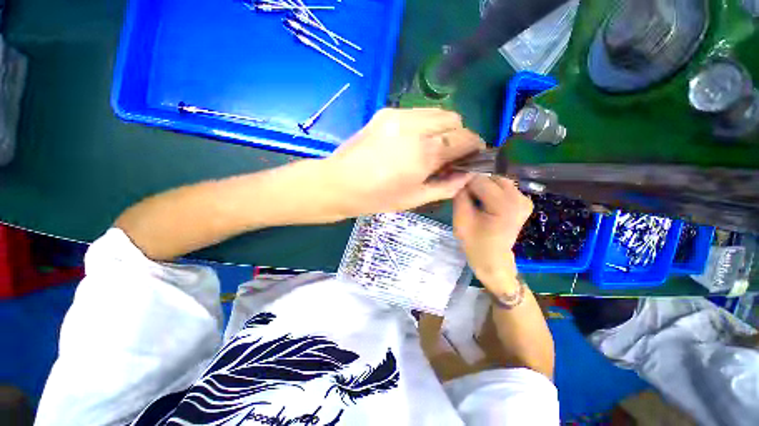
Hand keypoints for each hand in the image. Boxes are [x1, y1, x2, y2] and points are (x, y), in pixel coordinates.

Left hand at [326, 108, 484, 216]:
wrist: (339, 183)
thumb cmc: (377, 197)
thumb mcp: (415, 199)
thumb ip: (446, 186)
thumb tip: (467, 175)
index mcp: (424, 153)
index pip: (464, 138)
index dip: (474, 146)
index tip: (470, 156)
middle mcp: (415, 127)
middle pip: (453, 119)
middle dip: (458, 136)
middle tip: (447, 155)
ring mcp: (398, 115)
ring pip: (436, 112)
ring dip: (441, 128)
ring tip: (429, 148)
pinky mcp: (386, 112)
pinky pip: (417, 113)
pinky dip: (423, 125)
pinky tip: (411, 141)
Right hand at [453, 175, 532, 292]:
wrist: (494, 261)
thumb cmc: (475, 244)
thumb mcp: (461, 220)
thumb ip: (460, 196)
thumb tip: (460, 179)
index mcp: (504, 204)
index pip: (479, 180)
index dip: (465, 184)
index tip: (458, 194)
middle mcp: (519, 198)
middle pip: (491, 178)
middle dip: (476, 185)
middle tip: (467, 199)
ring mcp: (525, 200)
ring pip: (498, 181)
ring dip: (484, 188)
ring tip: (476, 202)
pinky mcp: (525, 202)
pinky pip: (505, 188)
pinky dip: (493, 192)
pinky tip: (487, 204)